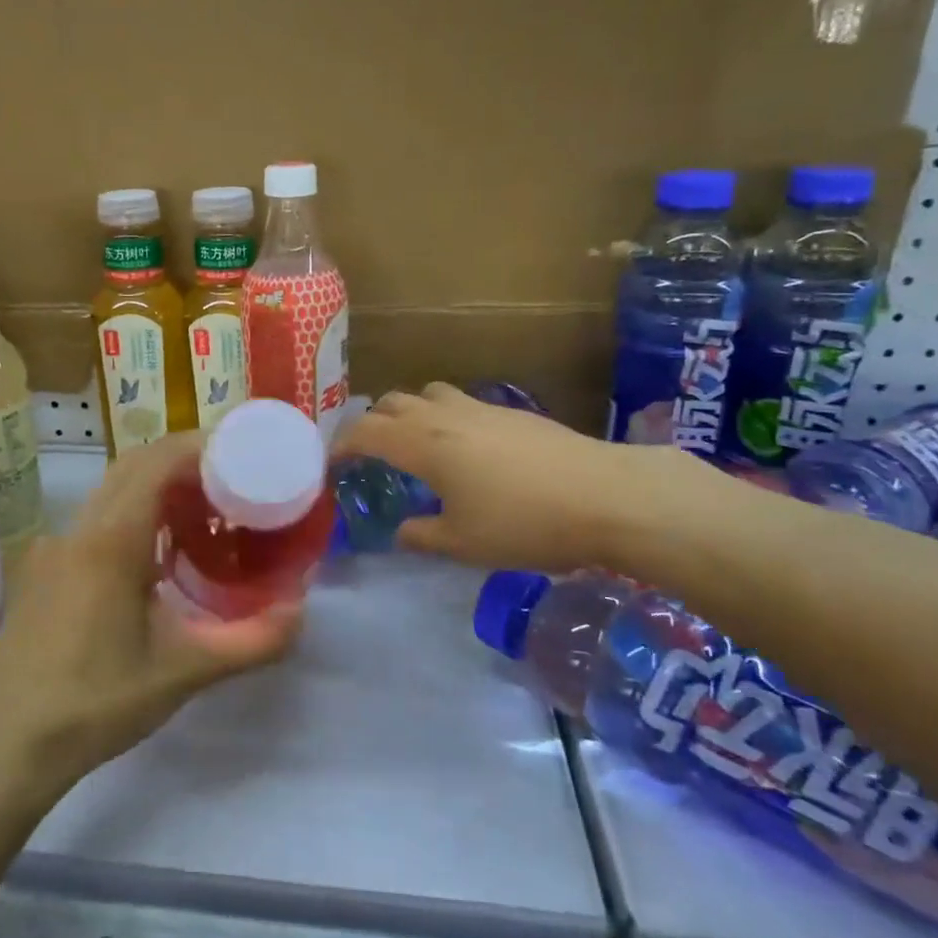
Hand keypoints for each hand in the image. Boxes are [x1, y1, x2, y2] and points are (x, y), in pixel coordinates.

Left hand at [0, 433, 303, 794]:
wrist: (5, 745)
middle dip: (182, 461)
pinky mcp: (43, 570)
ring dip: (155, 487)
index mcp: (110, 541)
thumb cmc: (94, 703)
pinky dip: (132, 514)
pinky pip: (94, 520)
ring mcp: (54, 548)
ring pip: (110, 492)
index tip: (240, 453)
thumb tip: (300, 612)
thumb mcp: (181, 674)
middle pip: (132, 467)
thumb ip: (249, 641)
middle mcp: (78, 530)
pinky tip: (155, 557)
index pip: (156, 463)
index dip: (198, 447)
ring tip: (201, 513)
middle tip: (230, 480)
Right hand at [336, 382, 710, 572]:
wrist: (607, 496)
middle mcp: (444, 416)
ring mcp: (481, 409)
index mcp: (423, 443)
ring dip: (409, 413)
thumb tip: (402, 531)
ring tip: (415, 445)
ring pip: (427, 394)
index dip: (340, 446)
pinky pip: (460, 403)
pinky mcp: (512, 412)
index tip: (331, 465)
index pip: (364, 432)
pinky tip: (465, 451)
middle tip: (369, 455)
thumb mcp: (464, 543)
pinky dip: (444, 417)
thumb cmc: (525, 523)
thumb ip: (423, 535)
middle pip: (392, 403)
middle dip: (371, 424)